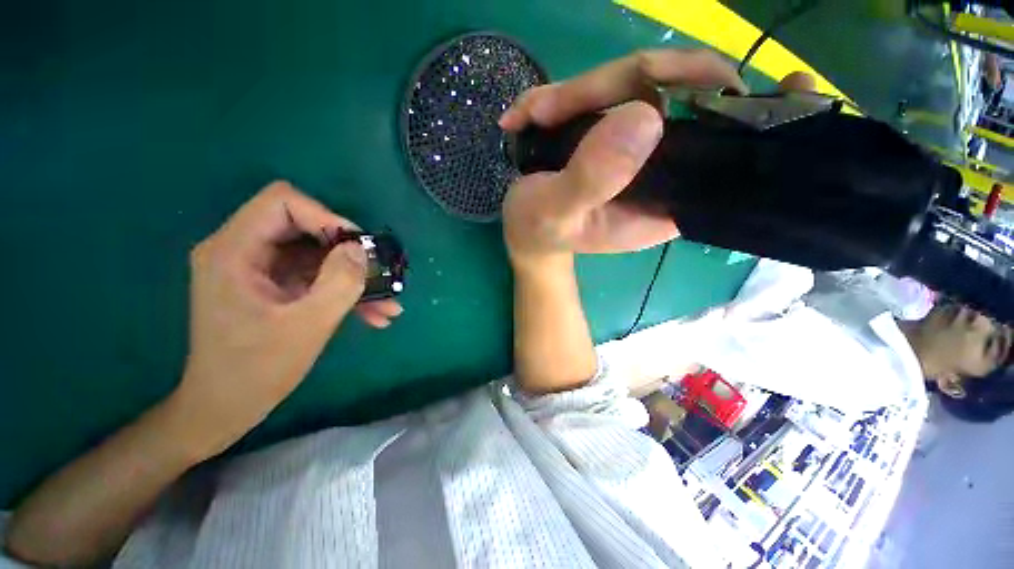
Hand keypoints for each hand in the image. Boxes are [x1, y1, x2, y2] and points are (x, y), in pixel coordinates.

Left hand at [172, 181, 401, 453]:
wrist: (226, 407)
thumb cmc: (257, 369)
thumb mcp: (307, 325)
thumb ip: (339, 282)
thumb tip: (361, 250)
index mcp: (235, 251)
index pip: (283, 203)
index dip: (326, 217)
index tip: (358, 247)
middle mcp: (243, 251)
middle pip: (305, 226)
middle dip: (348, 250)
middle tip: (378, 273)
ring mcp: (260, 270)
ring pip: (318, 255)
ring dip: (354, 276)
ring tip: (388, 303)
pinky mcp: (274, 286)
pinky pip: (316, 277)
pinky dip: (344, 291)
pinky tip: (375, 315)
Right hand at [498, 49, 815, 263]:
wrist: (525, 232)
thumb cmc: (539, 231)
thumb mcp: (557, 214)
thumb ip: (593, 178)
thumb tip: (646, 114)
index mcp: (661, 203)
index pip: (726, 159)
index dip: (761, 121)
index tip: (793, 85)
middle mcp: (662, 172)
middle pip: (679, 98)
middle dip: (618, 85)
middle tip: (552, 107)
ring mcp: (638, 147)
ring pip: (640, 84)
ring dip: (579, 90)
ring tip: (531, 116)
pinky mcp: (615, 132)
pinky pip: (606, 91)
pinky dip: (565, 95)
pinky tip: (527, 115)